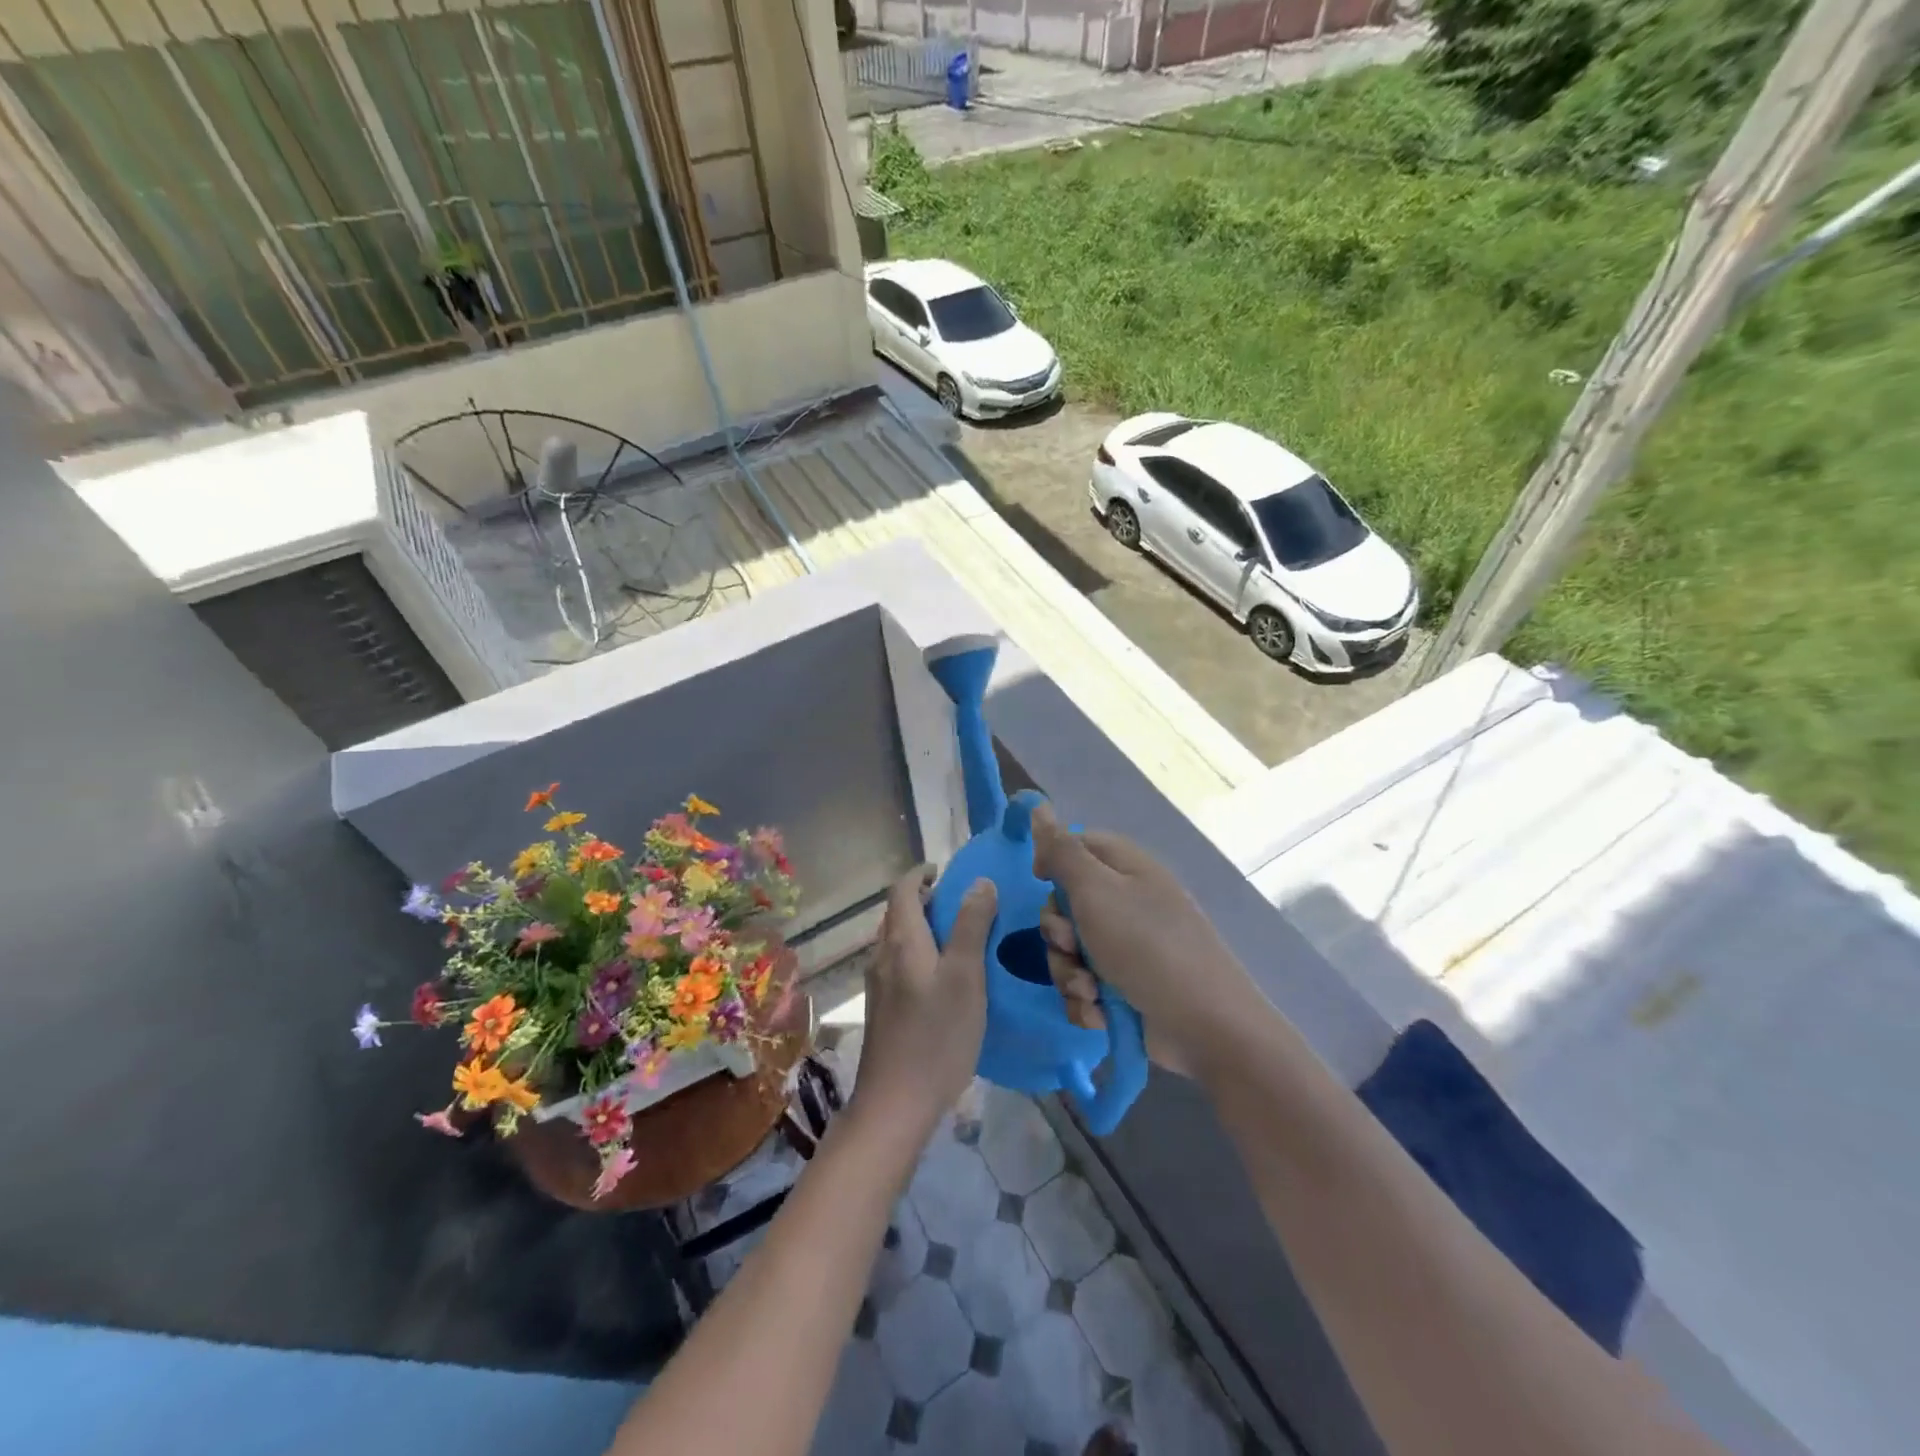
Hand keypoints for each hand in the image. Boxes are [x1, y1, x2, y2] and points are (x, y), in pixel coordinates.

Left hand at [852, 865, 995, 1137]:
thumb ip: (972, 926)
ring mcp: (878, 985)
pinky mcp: (883, 1010)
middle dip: (927, 901)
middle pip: (899, 914)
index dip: (921, 874)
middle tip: (965, 904)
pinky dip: (921, 954)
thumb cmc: (936, 1036)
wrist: (895, 1104)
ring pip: (899, 941)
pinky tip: (945, 979)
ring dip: (925, 928)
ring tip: (961, 938)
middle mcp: (883, 956)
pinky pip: (900, 965)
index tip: (947, 871)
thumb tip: (979, 881)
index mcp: (901, 941)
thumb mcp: (965, 977)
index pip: (902, 890)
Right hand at [1032, 805, 1257, 1077]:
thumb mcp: (1096, 891)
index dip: (1053, 861)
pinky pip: (1085, 986)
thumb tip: (1039, 807)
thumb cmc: (1146, 947)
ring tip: (1089, 991)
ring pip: (1070, 951)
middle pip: (1066, 904)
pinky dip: (1086, 1001)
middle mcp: (1127, 903)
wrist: (1203, 1026)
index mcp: (1126, 869)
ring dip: (1069, 973)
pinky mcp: (1126, 989)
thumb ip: (1062, 851)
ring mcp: (1128, 948)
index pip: (1079, 845)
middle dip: (1058, 933)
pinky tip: (1099, 1014)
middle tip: (1071, 946)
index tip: (1040, 881)